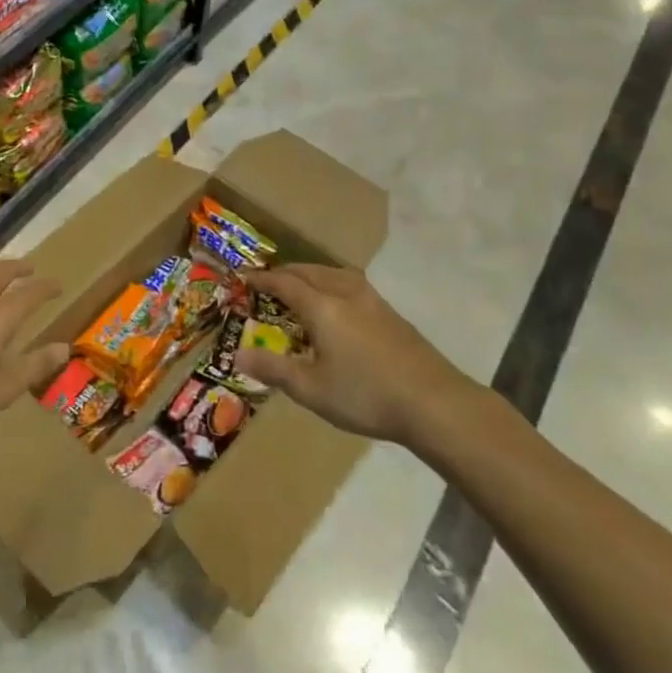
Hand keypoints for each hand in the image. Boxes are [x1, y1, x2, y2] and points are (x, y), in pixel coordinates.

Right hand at [234, 264, 480, 447]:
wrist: (433, 402)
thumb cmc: (365, 394)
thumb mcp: (311, 389)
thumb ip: (274, 369)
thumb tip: (238, 354)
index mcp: (322, 306)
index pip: (284, 282)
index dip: (262, 279)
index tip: (244, 277)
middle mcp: (345, 293)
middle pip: (309, 271)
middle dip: (285, 272)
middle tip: (268, 281)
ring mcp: (372, 300)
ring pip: (333, 273)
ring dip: (311, 274)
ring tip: (301, 286)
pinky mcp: (390, 313)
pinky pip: (351, 284)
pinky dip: (332, 283)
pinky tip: (337, 304)